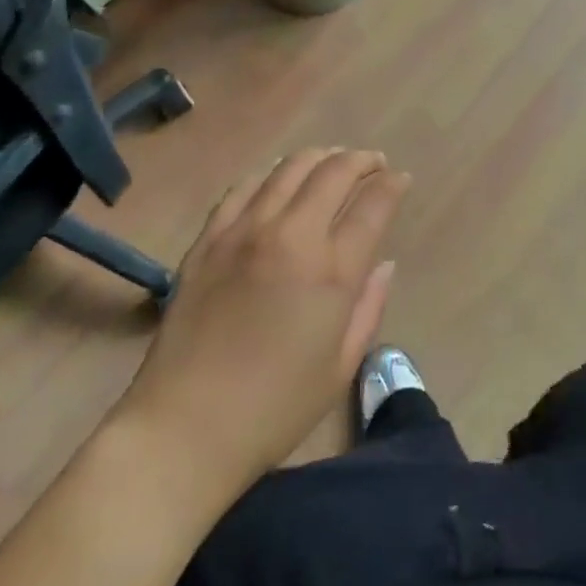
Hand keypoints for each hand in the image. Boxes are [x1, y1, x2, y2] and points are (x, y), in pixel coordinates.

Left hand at [124, 148, 410, 494]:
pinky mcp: (209, 239)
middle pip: (334, 171)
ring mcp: (244, 232)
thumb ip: (369, 306)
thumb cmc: (274, 408)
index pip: (373, 204)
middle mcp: (290, 236)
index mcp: (331, 271)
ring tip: (332, 161)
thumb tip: (383, 263)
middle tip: (374, 164)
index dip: (393, 185)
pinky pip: (244, 187)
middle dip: (362, 160)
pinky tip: (277, 177)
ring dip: (320, 157)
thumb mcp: (341, 366)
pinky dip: (270, 173)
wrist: (183, 428)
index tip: (402, 179)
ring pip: (289, 168)